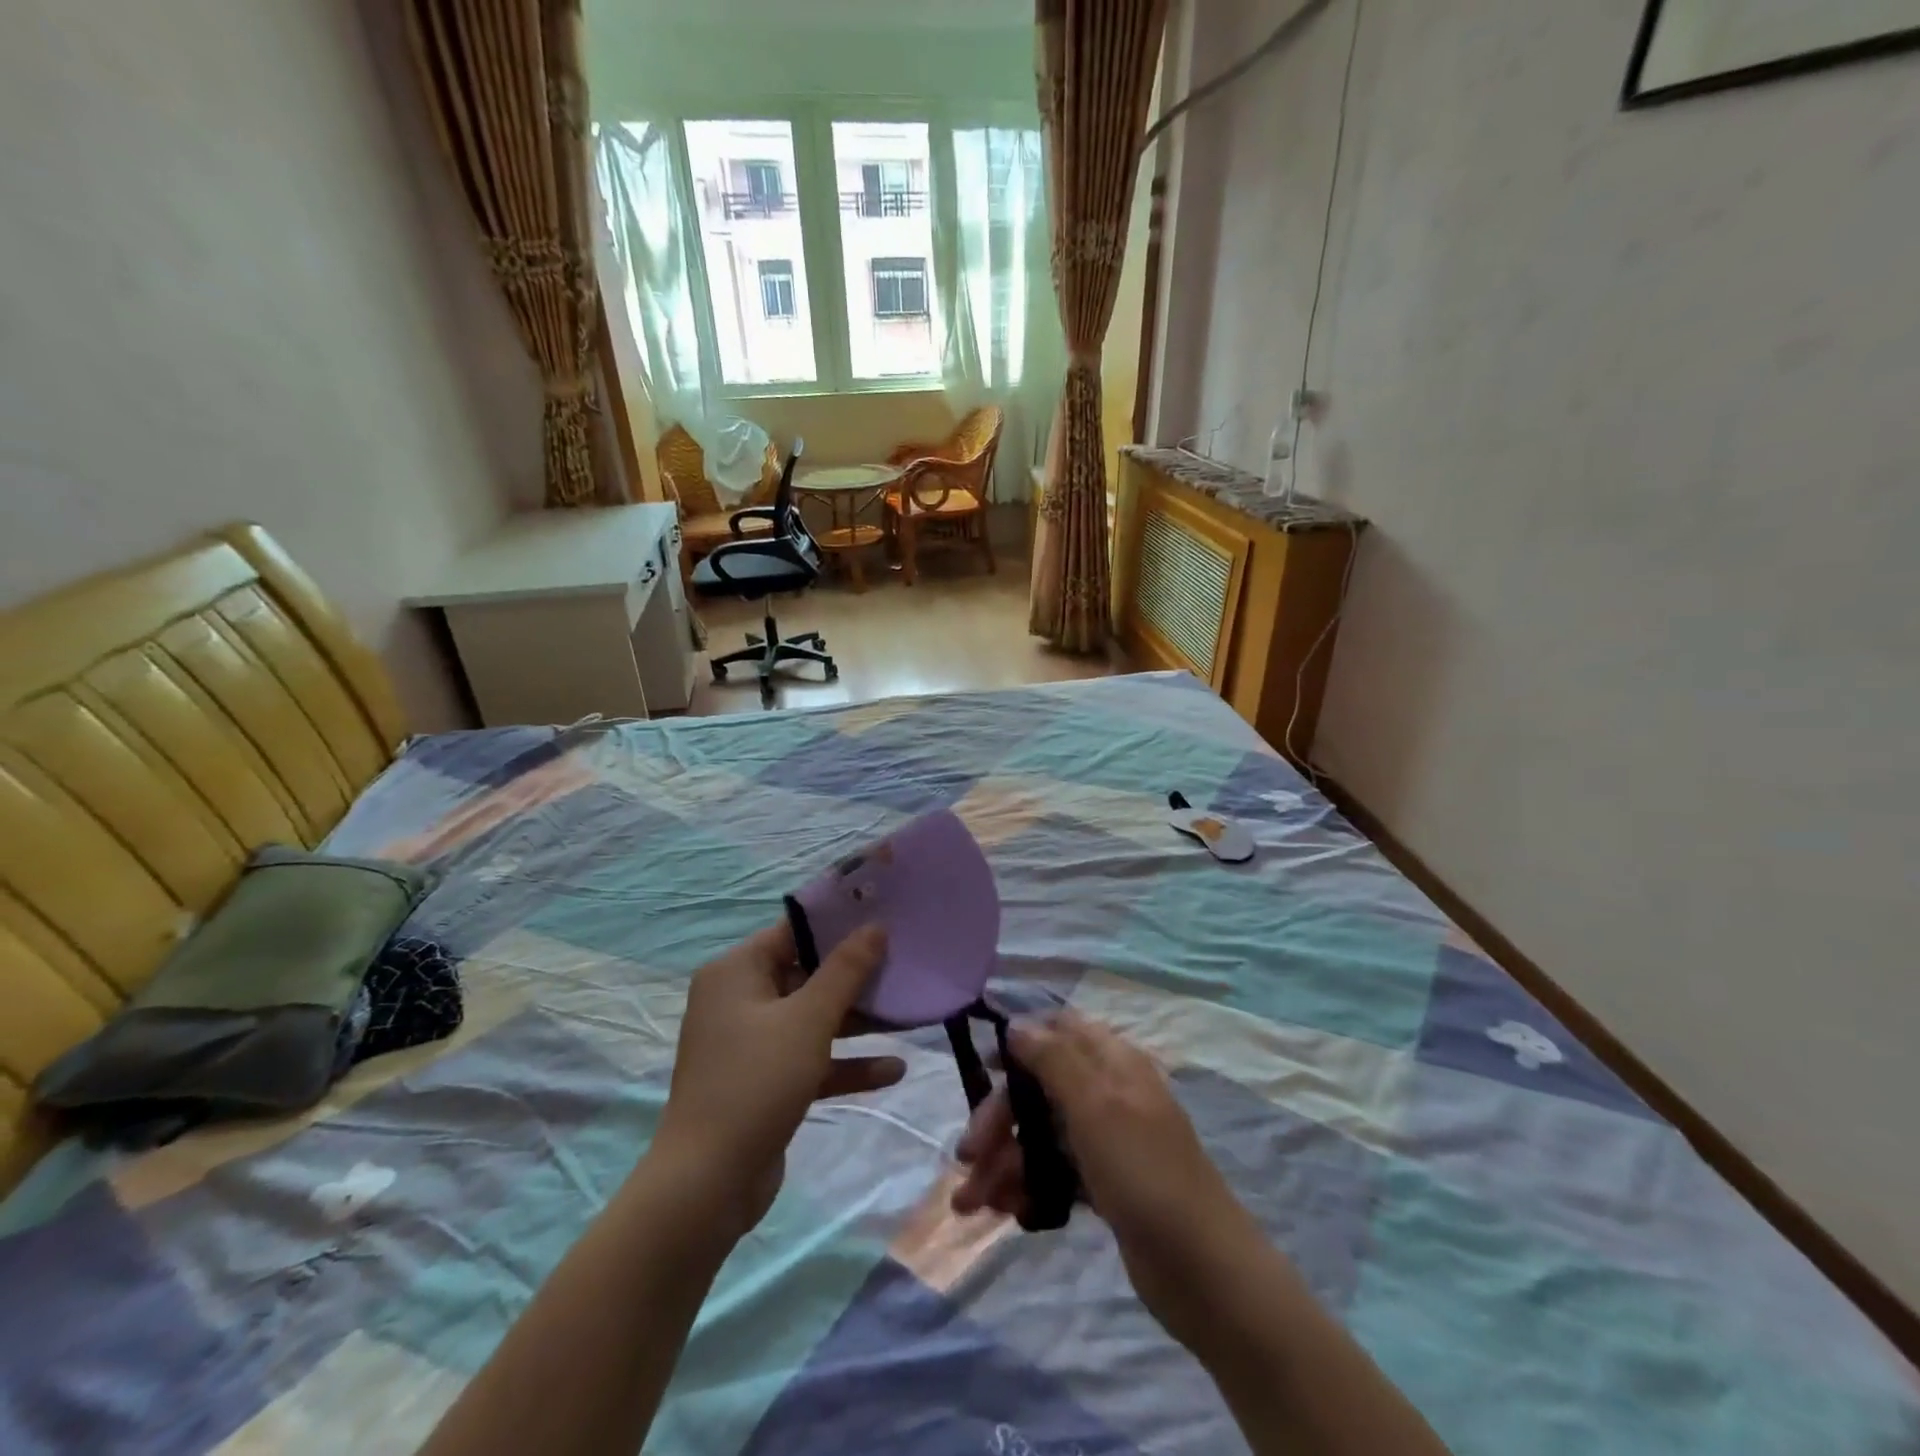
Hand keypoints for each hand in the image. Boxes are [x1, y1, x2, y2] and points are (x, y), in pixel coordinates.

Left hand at [654, 922, 903, 1240]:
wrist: (708, 1184)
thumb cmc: (757, 1082)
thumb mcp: (808, 1020)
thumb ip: (845, 970)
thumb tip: (875, 926)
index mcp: (737, 972)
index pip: (793, 932)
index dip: (839, 924)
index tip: (884, 918)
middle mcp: (739, 1000)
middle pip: (806, 974)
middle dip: (856, 977)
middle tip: (904, 964)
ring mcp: (751, 1043)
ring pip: (812, 1019)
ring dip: (857, 1021)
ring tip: (907, 1014)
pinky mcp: (764, 1082)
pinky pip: (810, 1058)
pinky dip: (845, 1062)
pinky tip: (893, 1070)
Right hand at [951, 1011, 1261, 1349]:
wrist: (1204, 1272)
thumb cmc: (1145, 1173)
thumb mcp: (1096, 1105)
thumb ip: (1054, 1058)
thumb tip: (1016, 1023)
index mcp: (1113, 1062)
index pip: (1060, 1030)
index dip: (1019, 1043)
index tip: (982, 1067)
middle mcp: (1108, 1092)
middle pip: (1040, 1087)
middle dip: (998, 1118)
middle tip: (966, 1157)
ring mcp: (1107, 1140)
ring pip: (1042, 1133)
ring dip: (1004, 1160)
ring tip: (972, 1203)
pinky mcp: (1105, 1184)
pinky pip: (1055, 1171)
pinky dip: (1027, 1184)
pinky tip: (1006, 1211)